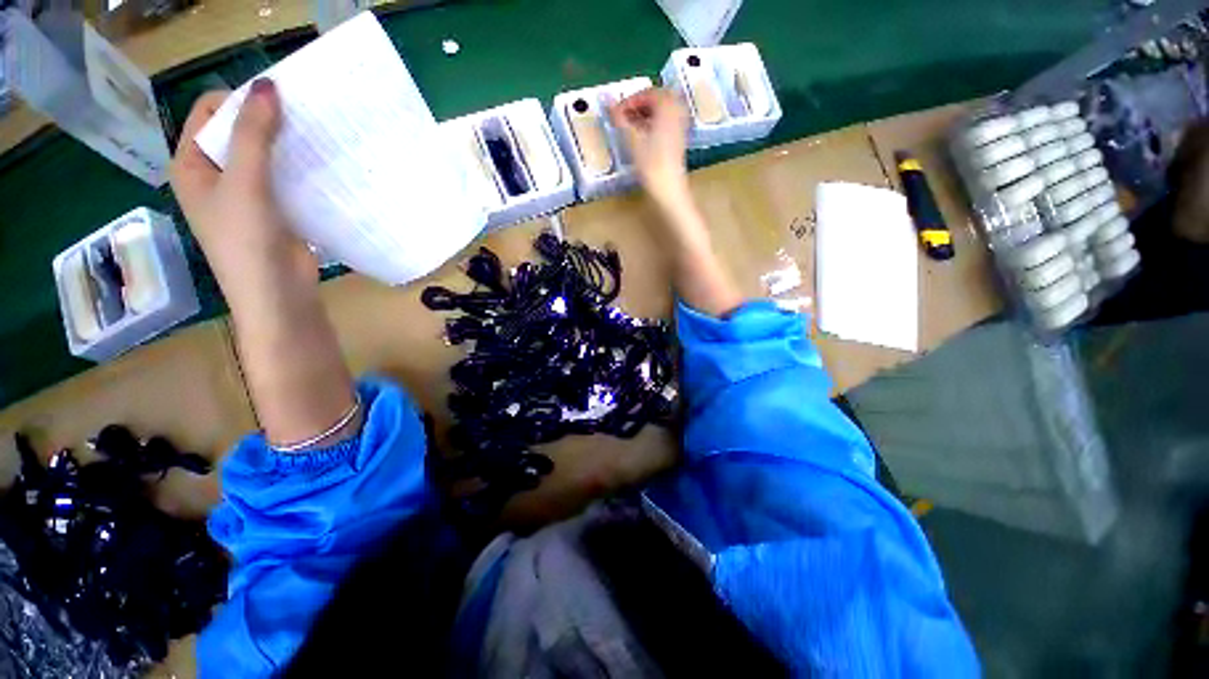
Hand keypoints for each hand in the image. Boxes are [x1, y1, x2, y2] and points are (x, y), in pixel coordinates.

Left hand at [170, 79, 314, 299]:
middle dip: (266, 120)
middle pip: (237, 131)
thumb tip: (268, 86)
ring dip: (286, 144)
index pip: (208, 112)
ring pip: (264, 154)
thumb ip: (253, 135)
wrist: (278, 294)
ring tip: (318, 136)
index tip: (279, 100)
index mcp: (192, 165)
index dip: (239, 100)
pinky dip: (300, 167)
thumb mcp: (245, 183)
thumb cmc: (247, 241)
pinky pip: (284, 177)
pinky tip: (322, 164)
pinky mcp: (275, 209)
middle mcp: (214, 175)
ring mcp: (245, 194)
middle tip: (305, 115)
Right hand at [609, 88, 690, 208]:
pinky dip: (652, 124)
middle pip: (656, 99)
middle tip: (621, 117)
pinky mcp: (679, 139)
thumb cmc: (651, 164)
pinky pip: (665, 122)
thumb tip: (607, 100)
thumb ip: (620, 118)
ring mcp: (680, 125)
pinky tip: (641, 137)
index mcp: (668, 105)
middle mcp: (677, 111)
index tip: (615, 113)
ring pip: (660, 111)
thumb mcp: (632, 139)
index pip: (646, 92)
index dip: (629, 101)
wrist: (668, 189)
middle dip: (637, 105)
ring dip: (644, 114)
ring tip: (629, 128)